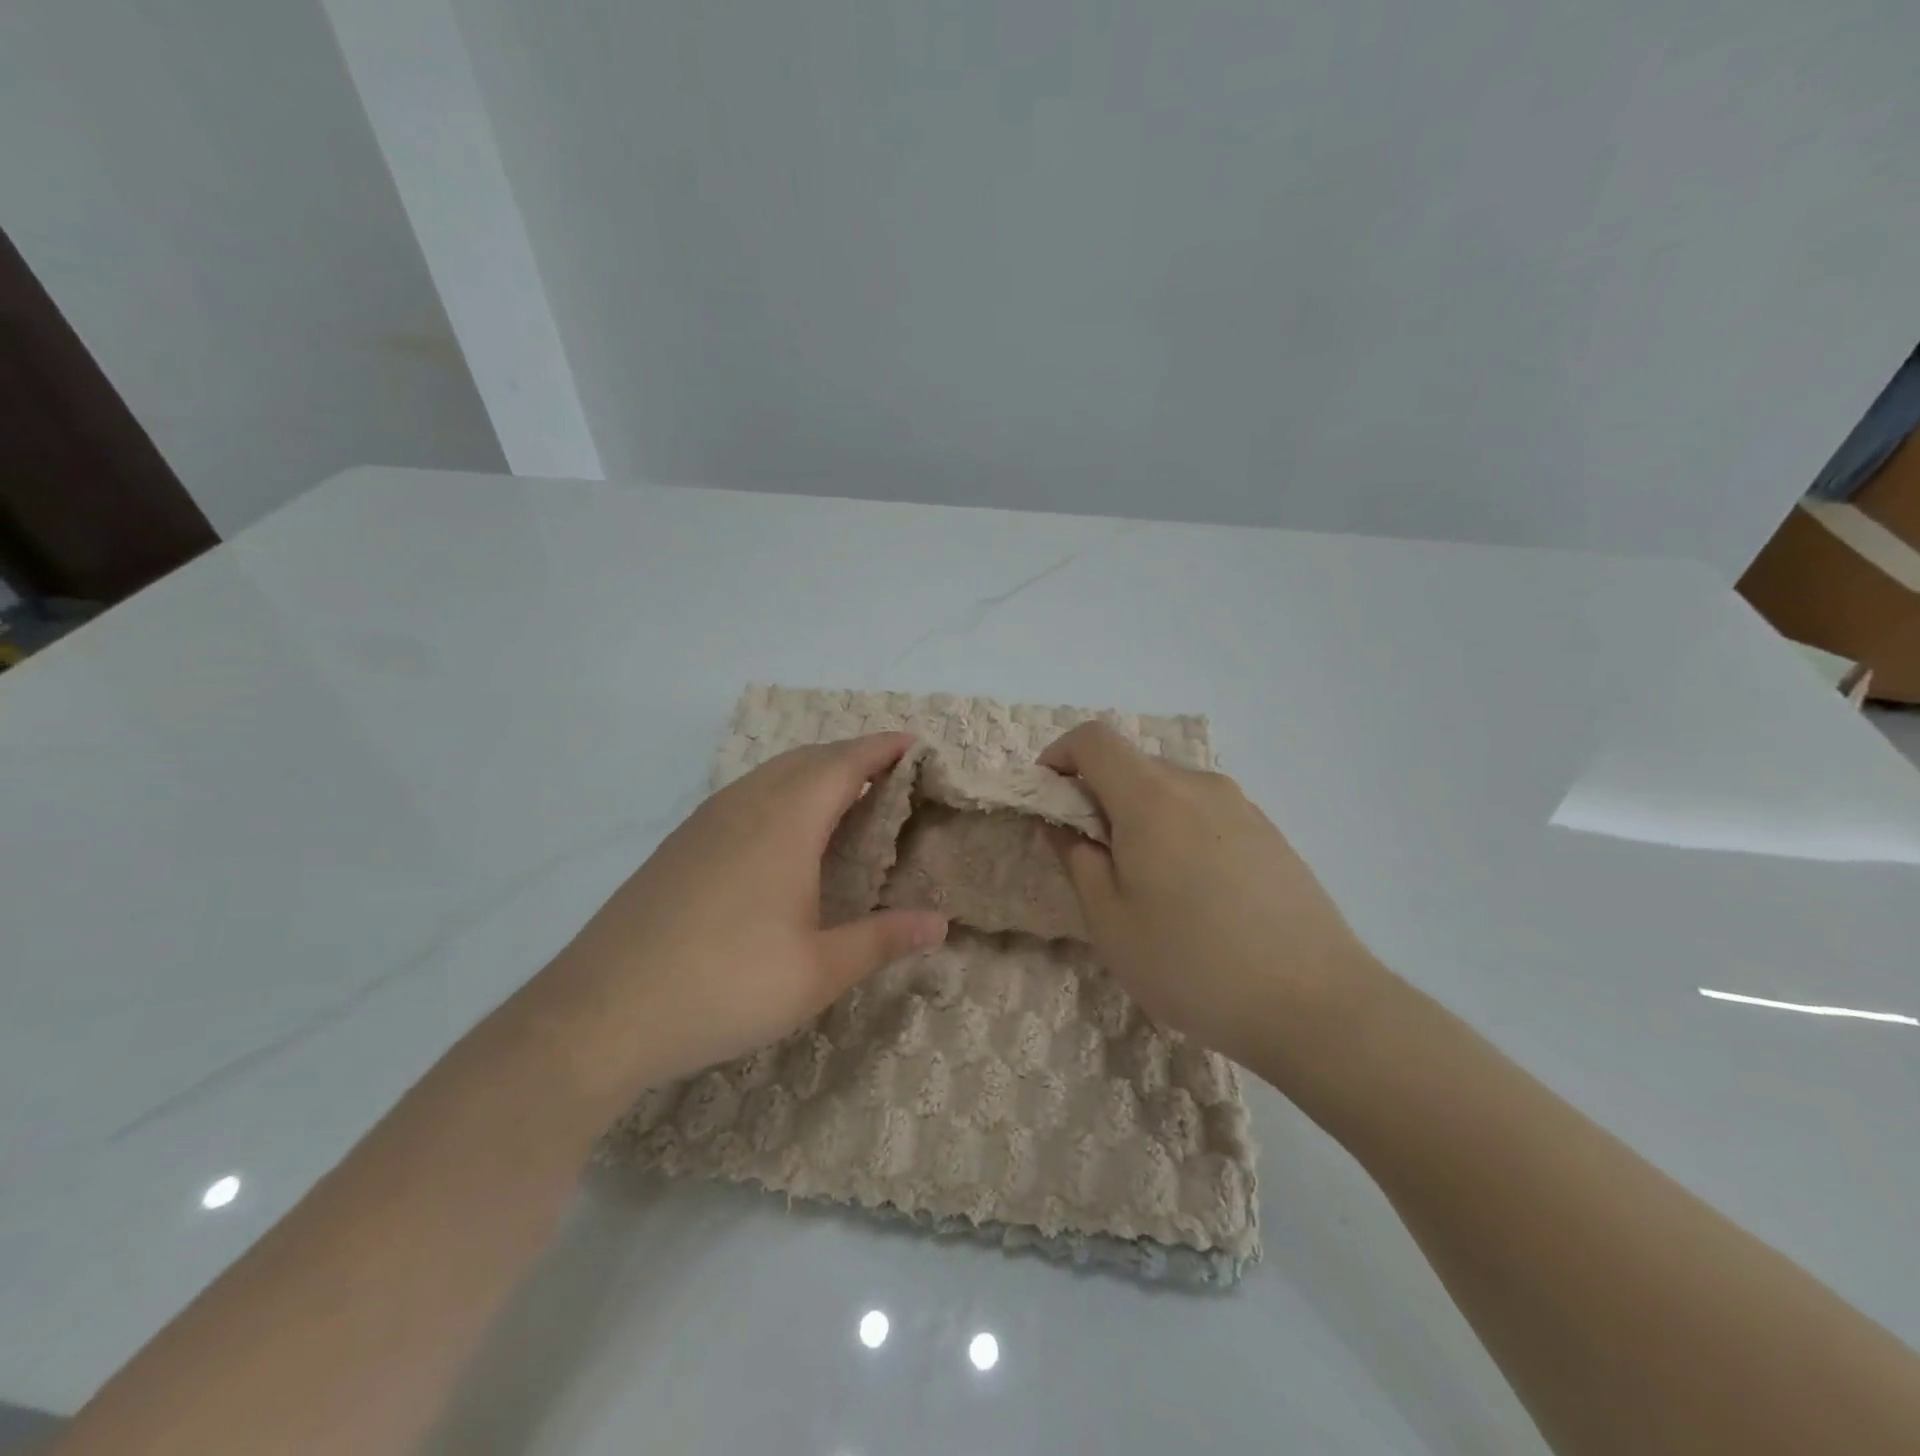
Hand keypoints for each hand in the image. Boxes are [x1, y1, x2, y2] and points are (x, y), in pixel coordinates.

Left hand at [542, 733, 947, 1097]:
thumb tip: (941, 925)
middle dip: (852, 755)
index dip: (882, 748)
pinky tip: (783, 833)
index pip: (843, 764)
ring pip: (771, 774)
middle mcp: (745, 806)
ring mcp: (705, 822)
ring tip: (846, 797)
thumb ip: (882, 939)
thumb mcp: (817, 972)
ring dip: (814, 771)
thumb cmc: (724, 986)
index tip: (914, 743)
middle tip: (890, 773)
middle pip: (807, 759)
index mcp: (784, 823)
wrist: (600, 1013)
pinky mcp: (680, 844)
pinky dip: (781, 791)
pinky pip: (745, 794)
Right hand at [1040, 722, 1377, 1072]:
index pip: (1093, 739)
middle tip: (1092, 857)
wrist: (1317, 1004)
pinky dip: (1177, 829)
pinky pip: (1204, 811)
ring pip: (1169, 789)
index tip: (1047, 801)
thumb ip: (1077, 859)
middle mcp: (1198, 785)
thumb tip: (1064, 823)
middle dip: (1096, 795)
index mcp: (1152, 797)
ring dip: (1138, 815)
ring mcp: (1241, 805)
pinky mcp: (1269, 832)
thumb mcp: (1110, 921)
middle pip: (1131, 764)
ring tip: (1145, 883)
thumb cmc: (1193, 964)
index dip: (1058, 757)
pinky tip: (1194, 893)